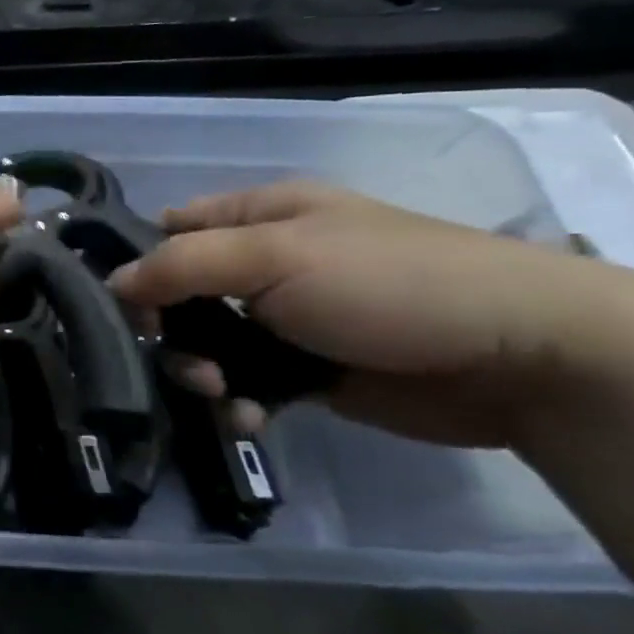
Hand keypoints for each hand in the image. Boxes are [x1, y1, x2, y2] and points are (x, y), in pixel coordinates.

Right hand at [108, 181, 595, 447]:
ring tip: (220, 392)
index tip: (121, 303)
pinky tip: (248, 418)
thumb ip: (180, 266)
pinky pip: (245, 384)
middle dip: (168, 330)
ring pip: (207, 344)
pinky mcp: (307, 371)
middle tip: (182, 359)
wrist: (520, 357)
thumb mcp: (272, 257)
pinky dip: (237, 402)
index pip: (171, 229)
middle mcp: (265, 263)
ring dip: (200, 372)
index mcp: (259, 215)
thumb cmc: (387, 283)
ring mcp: (286, 319)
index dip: (138, 261)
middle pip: (181, 294)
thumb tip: (112, 284)